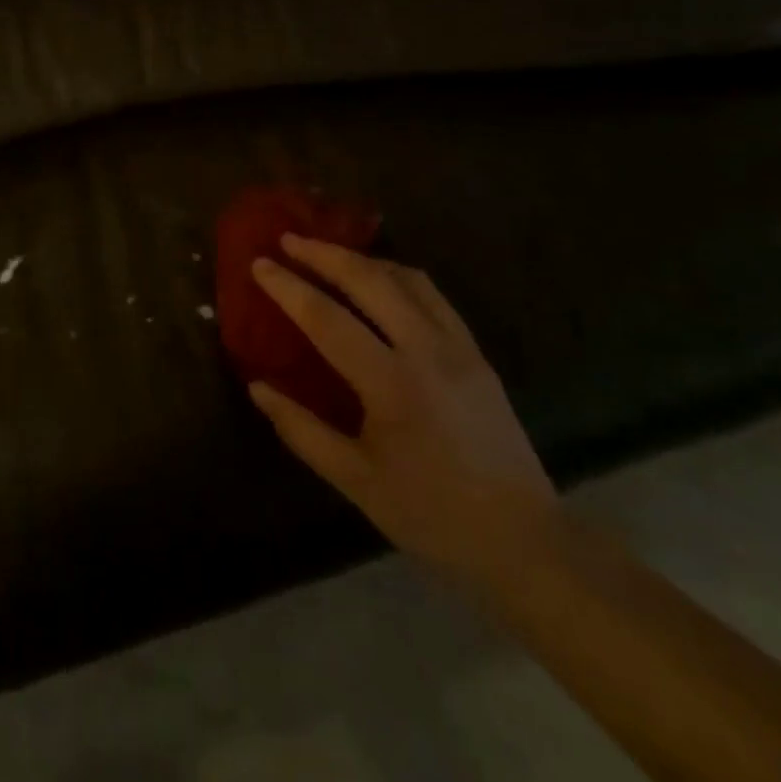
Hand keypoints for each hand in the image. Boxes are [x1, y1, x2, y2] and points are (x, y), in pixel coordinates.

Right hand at [248, 236, 556, 584]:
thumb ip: (302, 430)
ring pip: (406, 278)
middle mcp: (427, 351)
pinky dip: (398, 276)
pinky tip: (379, 281)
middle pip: (369, 281)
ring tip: (329, 254)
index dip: (289, 288)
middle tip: (289, 240)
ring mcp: (458, 347)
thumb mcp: (356, 481)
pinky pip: (433, 296)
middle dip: (324, 254)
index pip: (327, 319)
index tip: (259, 263)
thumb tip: (257, 387)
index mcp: (392, 385)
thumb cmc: (431, 515)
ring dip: (362, 259)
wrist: (523, 541)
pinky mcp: (477, 352)